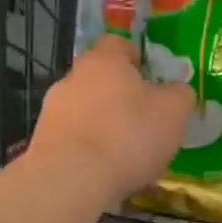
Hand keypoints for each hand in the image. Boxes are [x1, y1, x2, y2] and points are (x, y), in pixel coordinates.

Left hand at [30, 35, 195, 203]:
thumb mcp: (172, 113)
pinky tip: (101, 170)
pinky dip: (86, 148)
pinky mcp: (42, 141)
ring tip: (122, 152)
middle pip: (99, 78)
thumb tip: (177, 91)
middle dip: (118, 94)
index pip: (117, 44)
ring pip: (83, 109)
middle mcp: (73, 77)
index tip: (149, 76)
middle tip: (141, 119)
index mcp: (105, 61)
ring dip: (100, 123)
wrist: (70, 178)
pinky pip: (71, 138)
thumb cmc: (127, 136)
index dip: (135, 57)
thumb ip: (179, 95)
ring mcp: (52, 109)